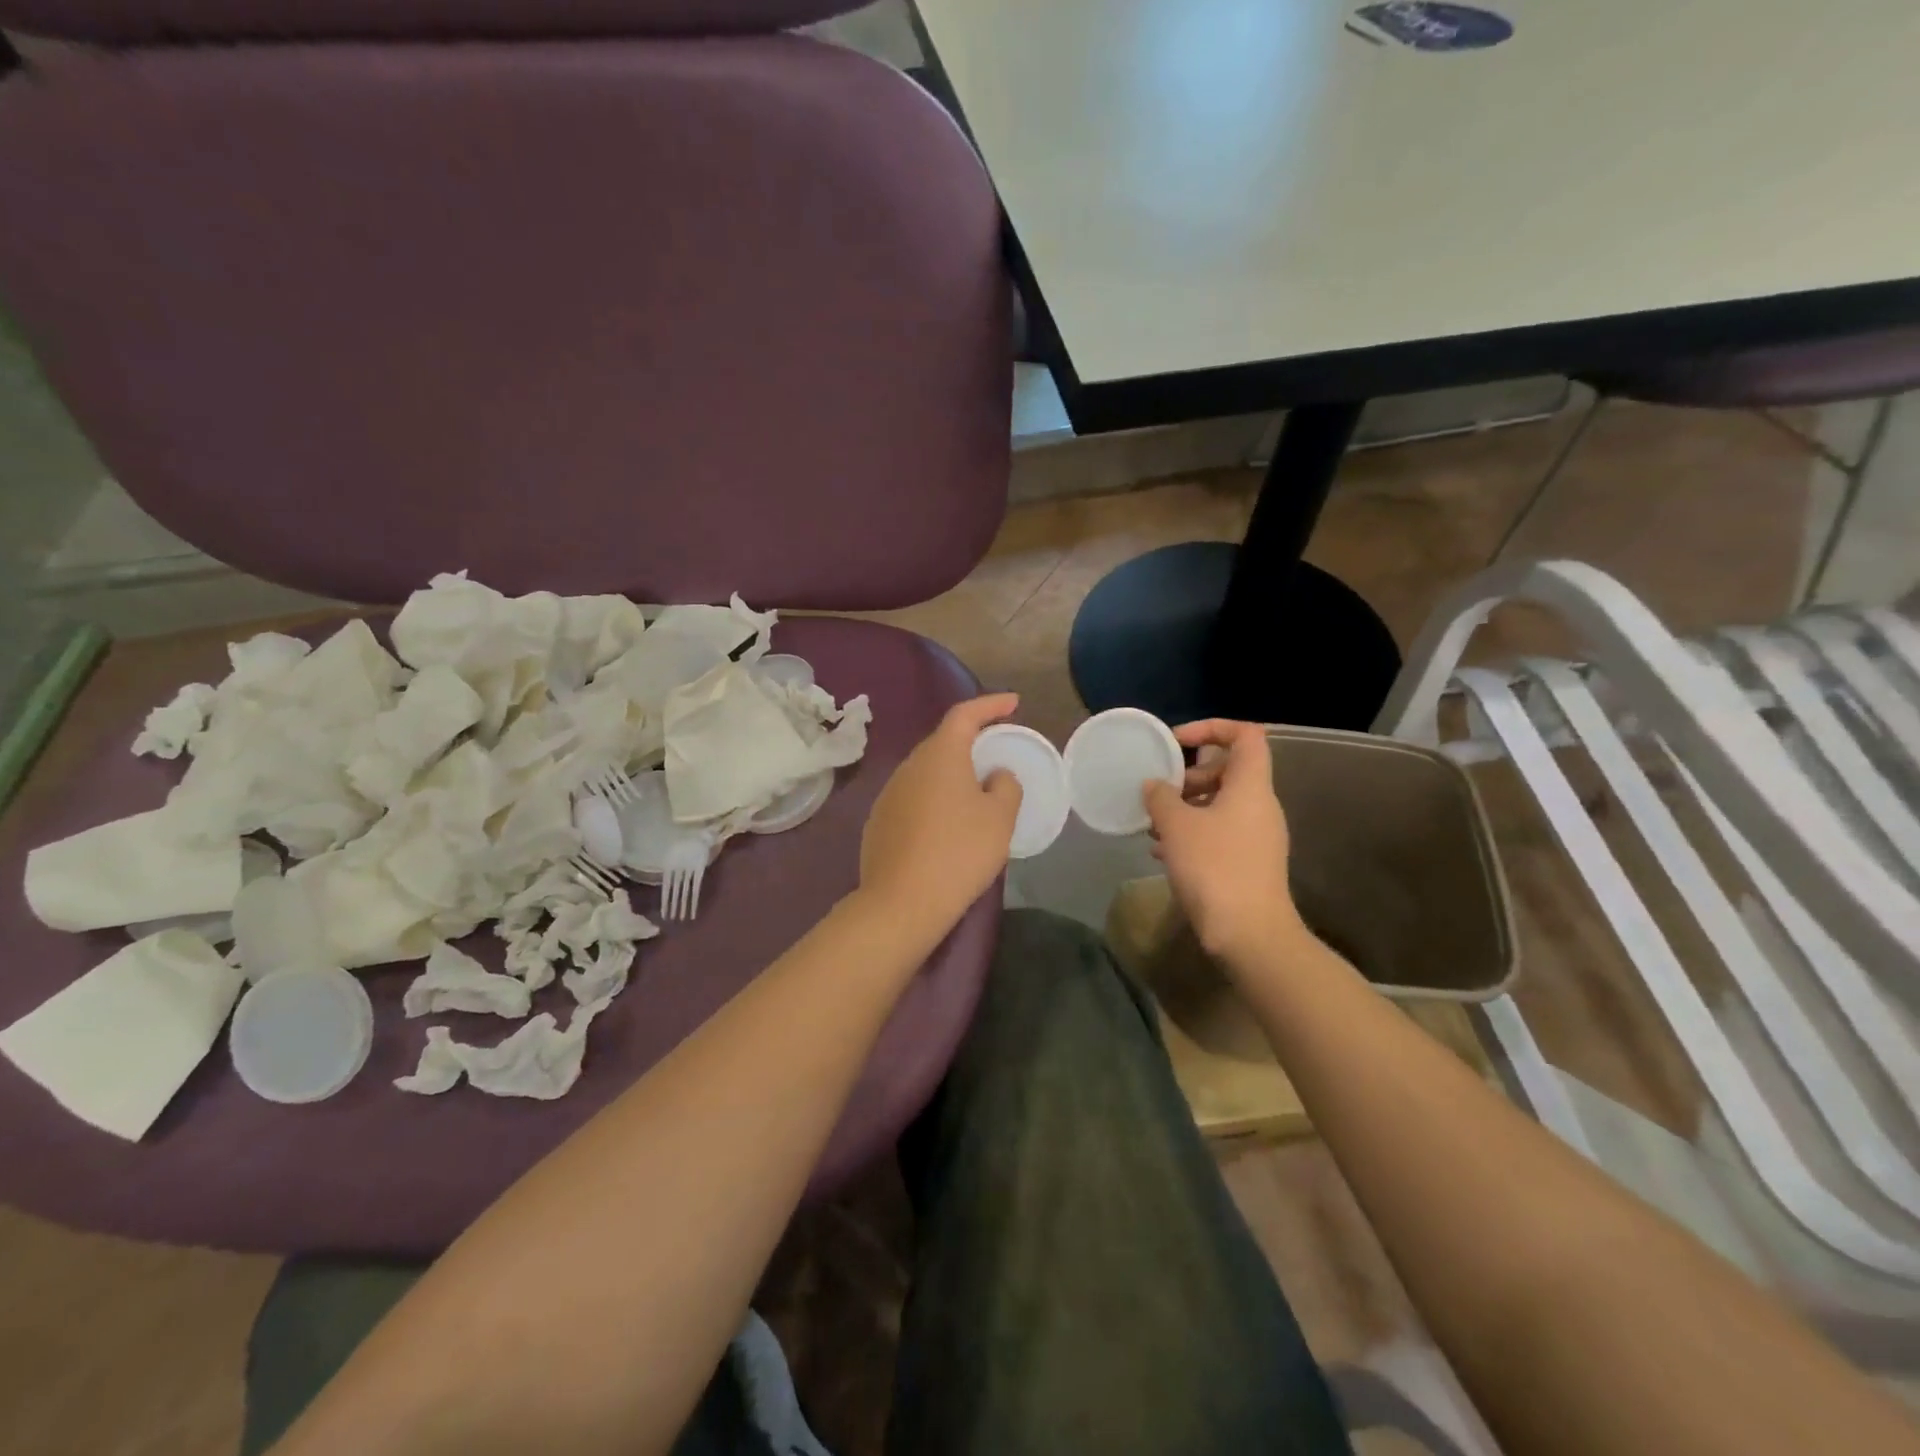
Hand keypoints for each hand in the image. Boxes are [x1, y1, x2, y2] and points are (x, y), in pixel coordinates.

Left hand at [858, 694, 1022, 936]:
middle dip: (971, 741)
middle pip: (943, 742)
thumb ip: (1005, 787)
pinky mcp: (879, 822)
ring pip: (926, 772)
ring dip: (951, 774)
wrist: (902, 902)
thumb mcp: (999, 819)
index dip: (991, 705)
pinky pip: (914, 798)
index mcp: (940, 755)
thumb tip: (995, 776)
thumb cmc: (959, 852)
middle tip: (996, 750)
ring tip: (974, 791)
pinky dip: (934, 799)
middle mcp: (909, 766)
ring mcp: (889, 794)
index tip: (1013, 703)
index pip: (965, 714)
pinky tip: (946, 824)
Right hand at [1144, 719, 1300, 964]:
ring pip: (1221, 804)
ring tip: (1153, 825)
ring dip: (1186, 807)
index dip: (1211, 727)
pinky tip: (1164, 852)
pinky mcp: (1250, 862)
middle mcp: (1260, 806)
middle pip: (1228, 770)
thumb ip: (1161, 797)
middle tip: (1159, 792)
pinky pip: (1221, 832)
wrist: (1249, 934)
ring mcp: (1258, 836)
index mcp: (1251, 786)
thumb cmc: (1214, 867)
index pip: (1246, 735)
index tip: (1176, 741)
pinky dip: (1194, 832)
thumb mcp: (1176, 826)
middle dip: (1189, 776)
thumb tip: (1154, 785)